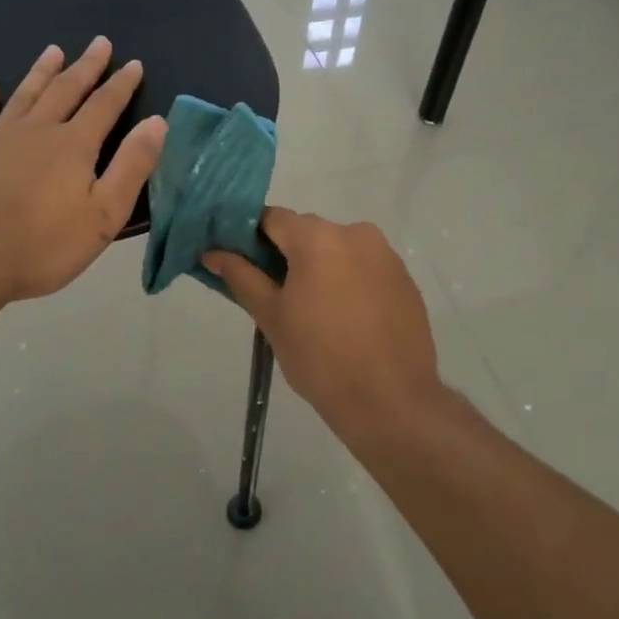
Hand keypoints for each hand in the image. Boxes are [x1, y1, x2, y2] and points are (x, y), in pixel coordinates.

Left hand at [0, 38, 167, 312]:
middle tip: (99, 42)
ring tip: (54, 51)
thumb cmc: (41, 246)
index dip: (121, 84)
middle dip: (86, 66)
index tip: (133, 63)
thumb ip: (132, 166)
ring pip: (24, 94)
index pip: (104, 106)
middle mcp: (36, 130)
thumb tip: (157, 122)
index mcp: (73, 145)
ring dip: (42, 72)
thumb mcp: (103, 215)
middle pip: (66, 90)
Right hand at [204, 207, 447, 448]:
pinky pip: (365, 267)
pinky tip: (345, 319)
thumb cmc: (320, 357)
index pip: (273, 218)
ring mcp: (386, 256)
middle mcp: (356, 233)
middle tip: (274, 294)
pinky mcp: (405, 279)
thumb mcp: (271, 316)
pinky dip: (349, 281)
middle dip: (287, 254)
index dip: (251, 237)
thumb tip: (213, 253)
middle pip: (308, 231)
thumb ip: (242, 277)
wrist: (390, 400)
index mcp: (318, 238)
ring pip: (338, 249)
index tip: (241, 264)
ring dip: (320, 267)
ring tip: (313, 311)